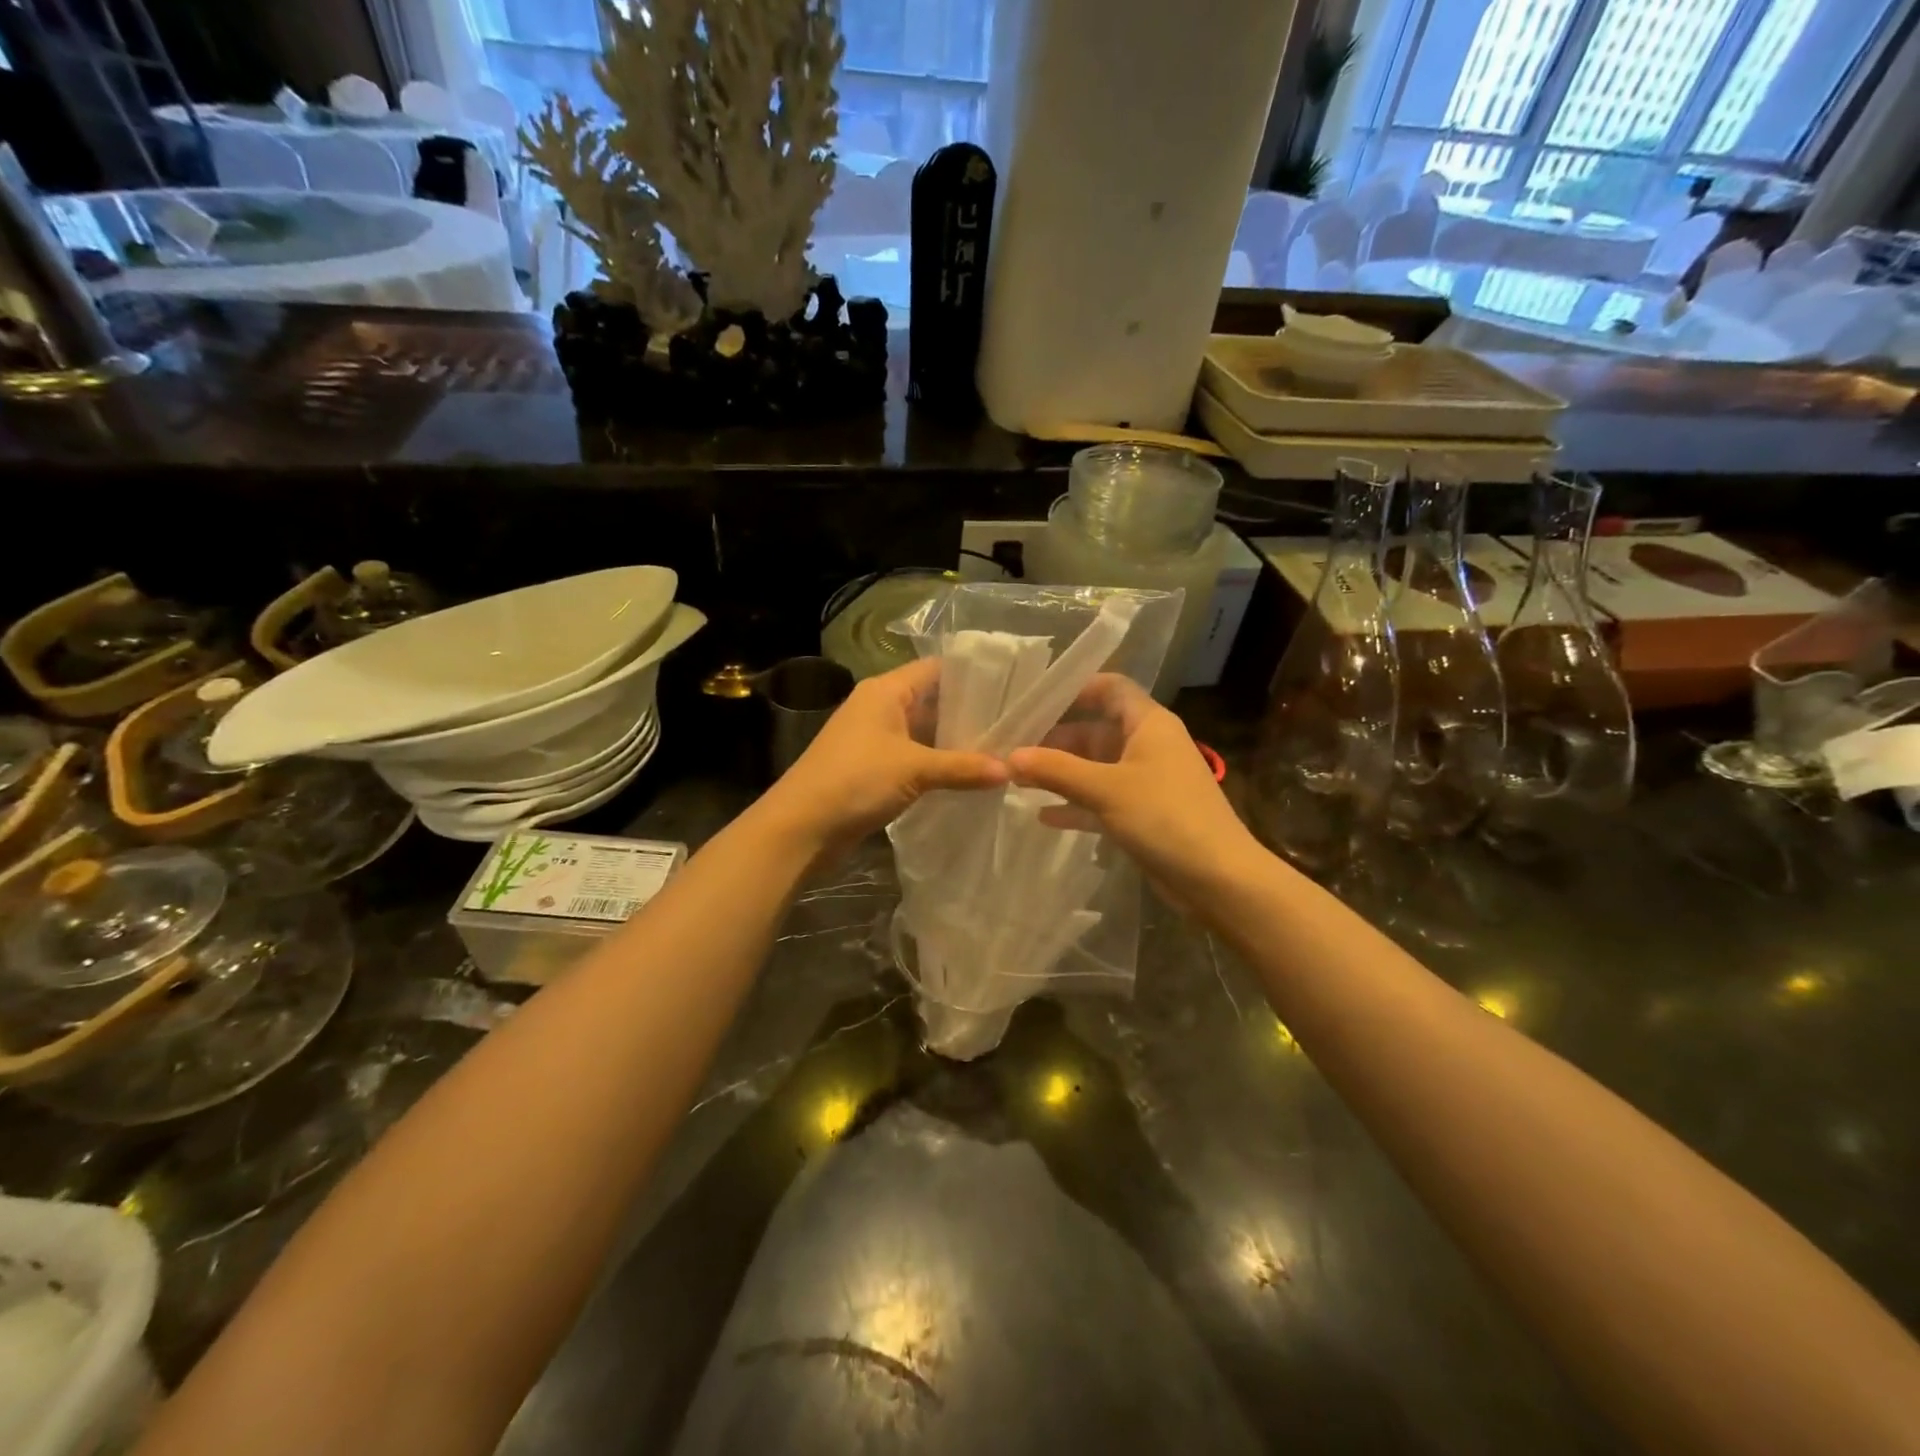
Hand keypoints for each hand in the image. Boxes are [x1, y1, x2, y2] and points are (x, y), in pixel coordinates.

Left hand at [758, 658, 1006, 855]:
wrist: (801, 827)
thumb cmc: (855, 780)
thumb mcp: (914, 769)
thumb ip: (963, 767)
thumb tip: (1010, 770)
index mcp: (885, 691)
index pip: (935, 669)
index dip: (971, 674)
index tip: (1009, 686)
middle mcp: (880, 707)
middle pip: (932, 700)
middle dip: (969, 712)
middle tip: (1014, 723)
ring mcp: (875, 739)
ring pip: (924, 732)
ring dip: (955, 742)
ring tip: (1001, 749)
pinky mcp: (873, 768)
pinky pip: (914, 757)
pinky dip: (938, 763)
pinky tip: (969, 775)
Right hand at [1007, 675, 1260, 899]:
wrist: (1218, 879)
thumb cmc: (1165, 818)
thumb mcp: (1105, 789)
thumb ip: (1056, 770)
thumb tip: (1010, 756)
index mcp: (1149, 724)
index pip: (1111, 688)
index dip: (1076, 689)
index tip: (1035, 701)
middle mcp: (1149, 746)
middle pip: (1096, 730)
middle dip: (1056, 739)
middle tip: (1013, 749)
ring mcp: (1147, 782)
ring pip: (1096, 768)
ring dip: (1062, 773)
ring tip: (1017, 780)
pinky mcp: (1143, 815)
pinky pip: (1102, 800)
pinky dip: (1076, 804)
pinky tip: (1044, 816)